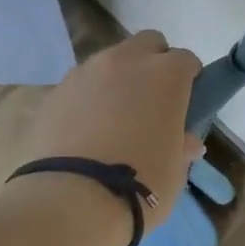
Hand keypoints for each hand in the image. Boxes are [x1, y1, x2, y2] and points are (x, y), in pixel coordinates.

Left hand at [15, 31, 203, 237]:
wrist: (74, 200)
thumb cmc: (142, 184)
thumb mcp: (175, 169)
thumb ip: (181, 145)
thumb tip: (186, 141)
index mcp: (165, 75)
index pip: (185, 61)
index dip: (189, 80)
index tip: (186, 105)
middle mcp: (125, 61)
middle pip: (147, 44)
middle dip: (154, 64)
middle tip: (152, 103)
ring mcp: (85, 73)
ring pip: (109, 61)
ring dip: (118, 80)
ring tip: (115, 120)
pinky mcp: (55, 92)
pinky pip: (80, 86)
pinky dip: (88, 99)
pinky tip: (86, 131)